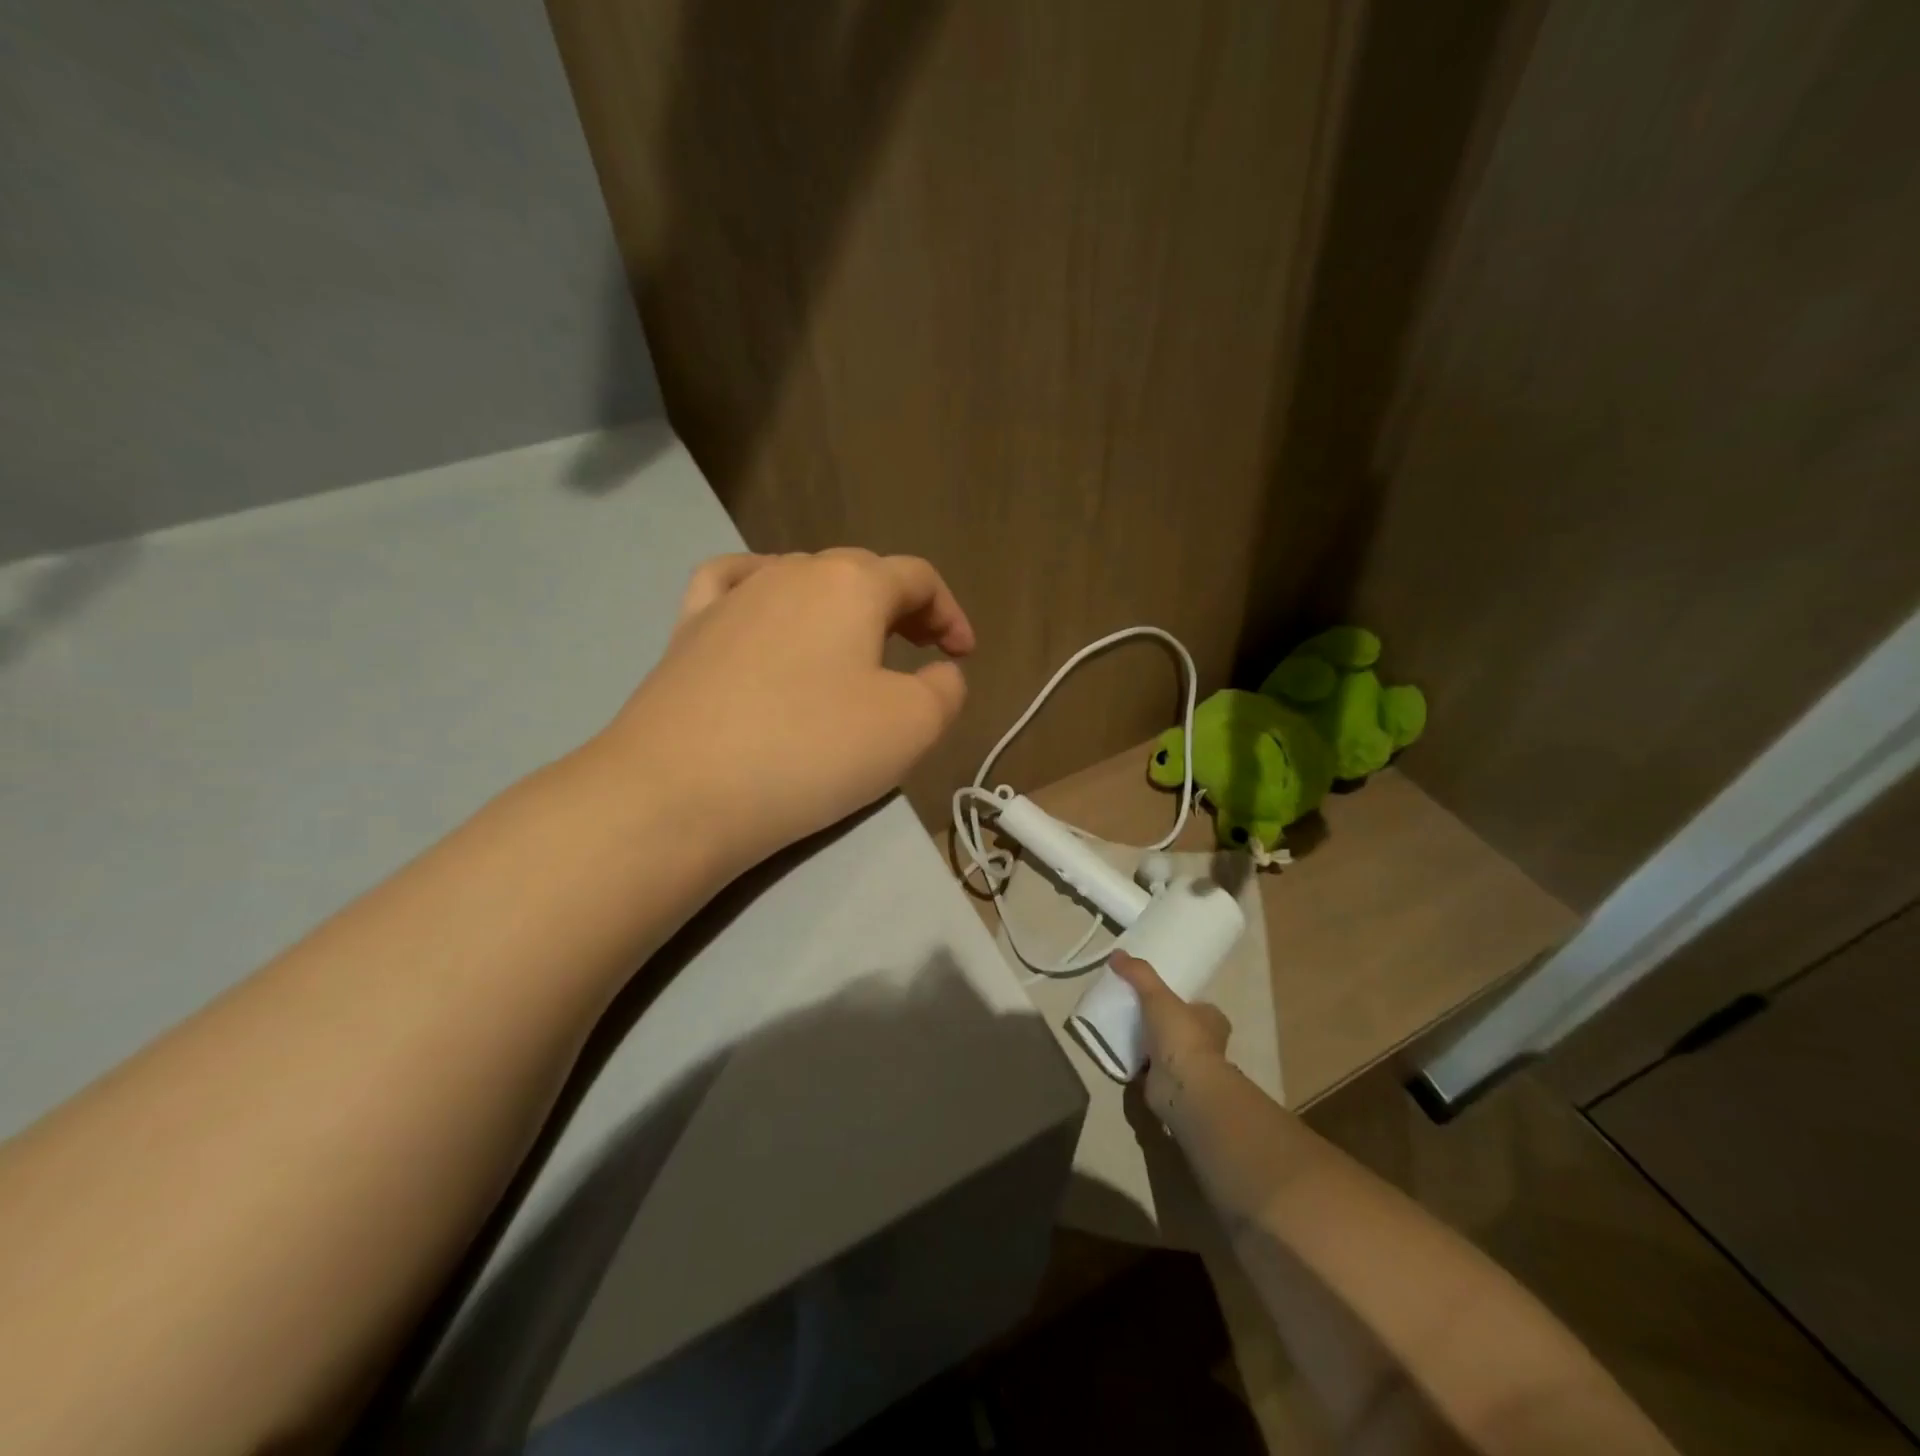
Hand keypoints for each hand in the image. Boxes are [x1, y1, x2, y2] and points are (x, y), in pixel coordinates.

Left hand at [595, 549, 974, 869]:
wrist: (679, 792)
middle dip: (901, 608)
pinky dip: (763, 589)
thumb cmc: (810, 752)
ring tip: (851, 645)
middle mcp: (791, 571)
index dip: (950, 614)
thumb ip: (945, 690)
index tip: (964, 655)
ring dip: (841, 606)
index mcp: (851, 584)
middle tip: (919, 652)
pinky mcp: (687, 629)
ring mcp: (732, 596)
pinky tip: (764, 609)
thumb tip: (940, 672)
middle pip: (861, 573)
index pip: (918, 578)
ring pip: (802, 578)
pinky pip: (733, 584)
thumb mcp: (911, 727)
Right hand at [1109, 951, 1231, 1121]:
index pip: (1197, 1005)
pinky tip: (1117, 1052)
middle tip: (1133, 1009)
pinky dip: (1135, 1063)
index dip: (1180, 999)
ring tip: (1121, 1028)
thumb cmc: (1181, 1035)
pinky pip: (1149, 1069)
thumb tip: (1116, 953)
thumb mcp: (1157, 995)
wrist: (1183, 1087)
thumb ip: (1138, 973)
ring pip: (1165, 1049)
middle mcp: (1205, 1044)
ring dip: (1147, 1044)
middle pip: (1180, 1026)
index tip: (1156, 994)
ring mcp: (1188, 1067)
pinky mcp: (1170, 1085)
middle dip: (1161, 1022)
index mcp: (1211, 1020)